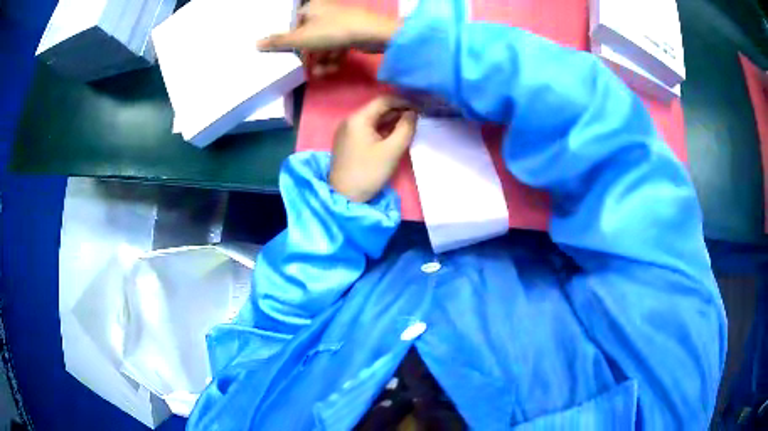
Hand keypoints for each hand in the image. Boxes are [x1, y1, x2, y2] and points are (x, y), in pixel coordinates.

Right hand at [257, 1, 400, 75]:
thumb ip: (279, 42)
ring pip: (324, 43)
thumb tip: (256, 43)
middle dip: (307, 55)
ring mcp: (340, 22)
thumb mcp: (301, 38)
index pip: (293, 23)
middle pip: (309, 36)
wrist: (373, 34)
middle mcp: (325, 11)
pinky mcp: (353, 33)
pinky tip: (333, 69)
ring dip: (321, 60)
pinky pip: (337, 46)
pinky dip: (334, 58)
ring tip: (321, 72)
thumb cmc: (333, 31)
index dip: (290, 40)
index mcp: (312, 8)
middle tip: (305, 67)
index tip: (288, 54)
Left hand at [329, 97, 416, 202]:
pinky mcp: (348, 141)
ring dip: (391, 120)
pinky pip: (368, 128)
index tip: (420, 109)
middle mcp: (350, 120)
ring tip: (410, 126)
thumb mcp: (392, 150)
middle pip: (378, 109)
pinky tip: (395, 135)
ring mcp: (348, 130)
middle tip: (418, 118)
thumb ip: (406, 128)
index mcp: (359, 118)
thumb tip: (413, 113)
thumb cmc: (368, 172)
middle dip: (398, 111)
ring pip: (373, 119)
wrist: (344, 195)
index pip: (384, 100)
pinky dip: (382, 129)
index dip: (403, 102)